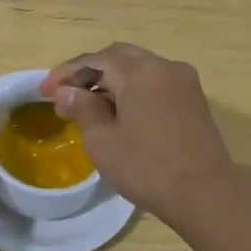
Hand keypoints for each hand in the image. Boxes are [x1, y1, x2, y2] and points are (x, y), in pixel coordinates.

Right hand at [39, 44, 235, 221]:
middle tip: (65, 95)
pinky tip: (120, 111)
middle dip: (89, 72)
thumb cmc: (147, 168)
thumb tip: (67, 92)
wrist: (205, 193)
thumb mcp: (103, 141)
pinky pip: (156, 82)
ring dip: (111, 79)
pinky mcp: (194, 98)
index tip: (44, 92)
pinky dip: (133, 88)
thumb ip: (83, 108)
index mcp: (139, 71)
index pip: (94, 60)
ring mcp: (183, 81)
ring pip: (139, 67)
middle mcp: (164, 66)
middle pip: (118, 57)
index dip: (66, 74)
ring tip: (89, 104)